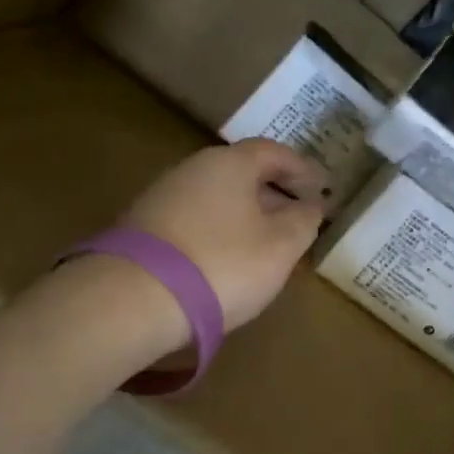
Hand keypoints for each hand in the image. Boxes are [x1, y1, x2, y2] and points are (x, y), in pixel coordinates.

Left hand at [120, 138, 328, 338]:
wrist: (132, 301)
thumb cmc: (221, 265)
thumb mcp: (280, 247)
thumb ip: (304, 221)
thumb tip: (312, 205)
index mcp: (229, 163)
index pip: (273, 152)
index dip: (302, 169)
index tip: (322, 188)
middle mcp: (192, 169)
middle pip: (242, 172)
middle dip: (274, 192)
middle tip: (298, 217)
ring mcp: (162, 197)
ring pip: (217, 197)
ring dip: (245, 213)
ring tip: (265, 243)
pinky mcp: (142, 228)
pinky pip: (195, 219)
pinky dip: (218, 230)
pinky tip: (225, 258)